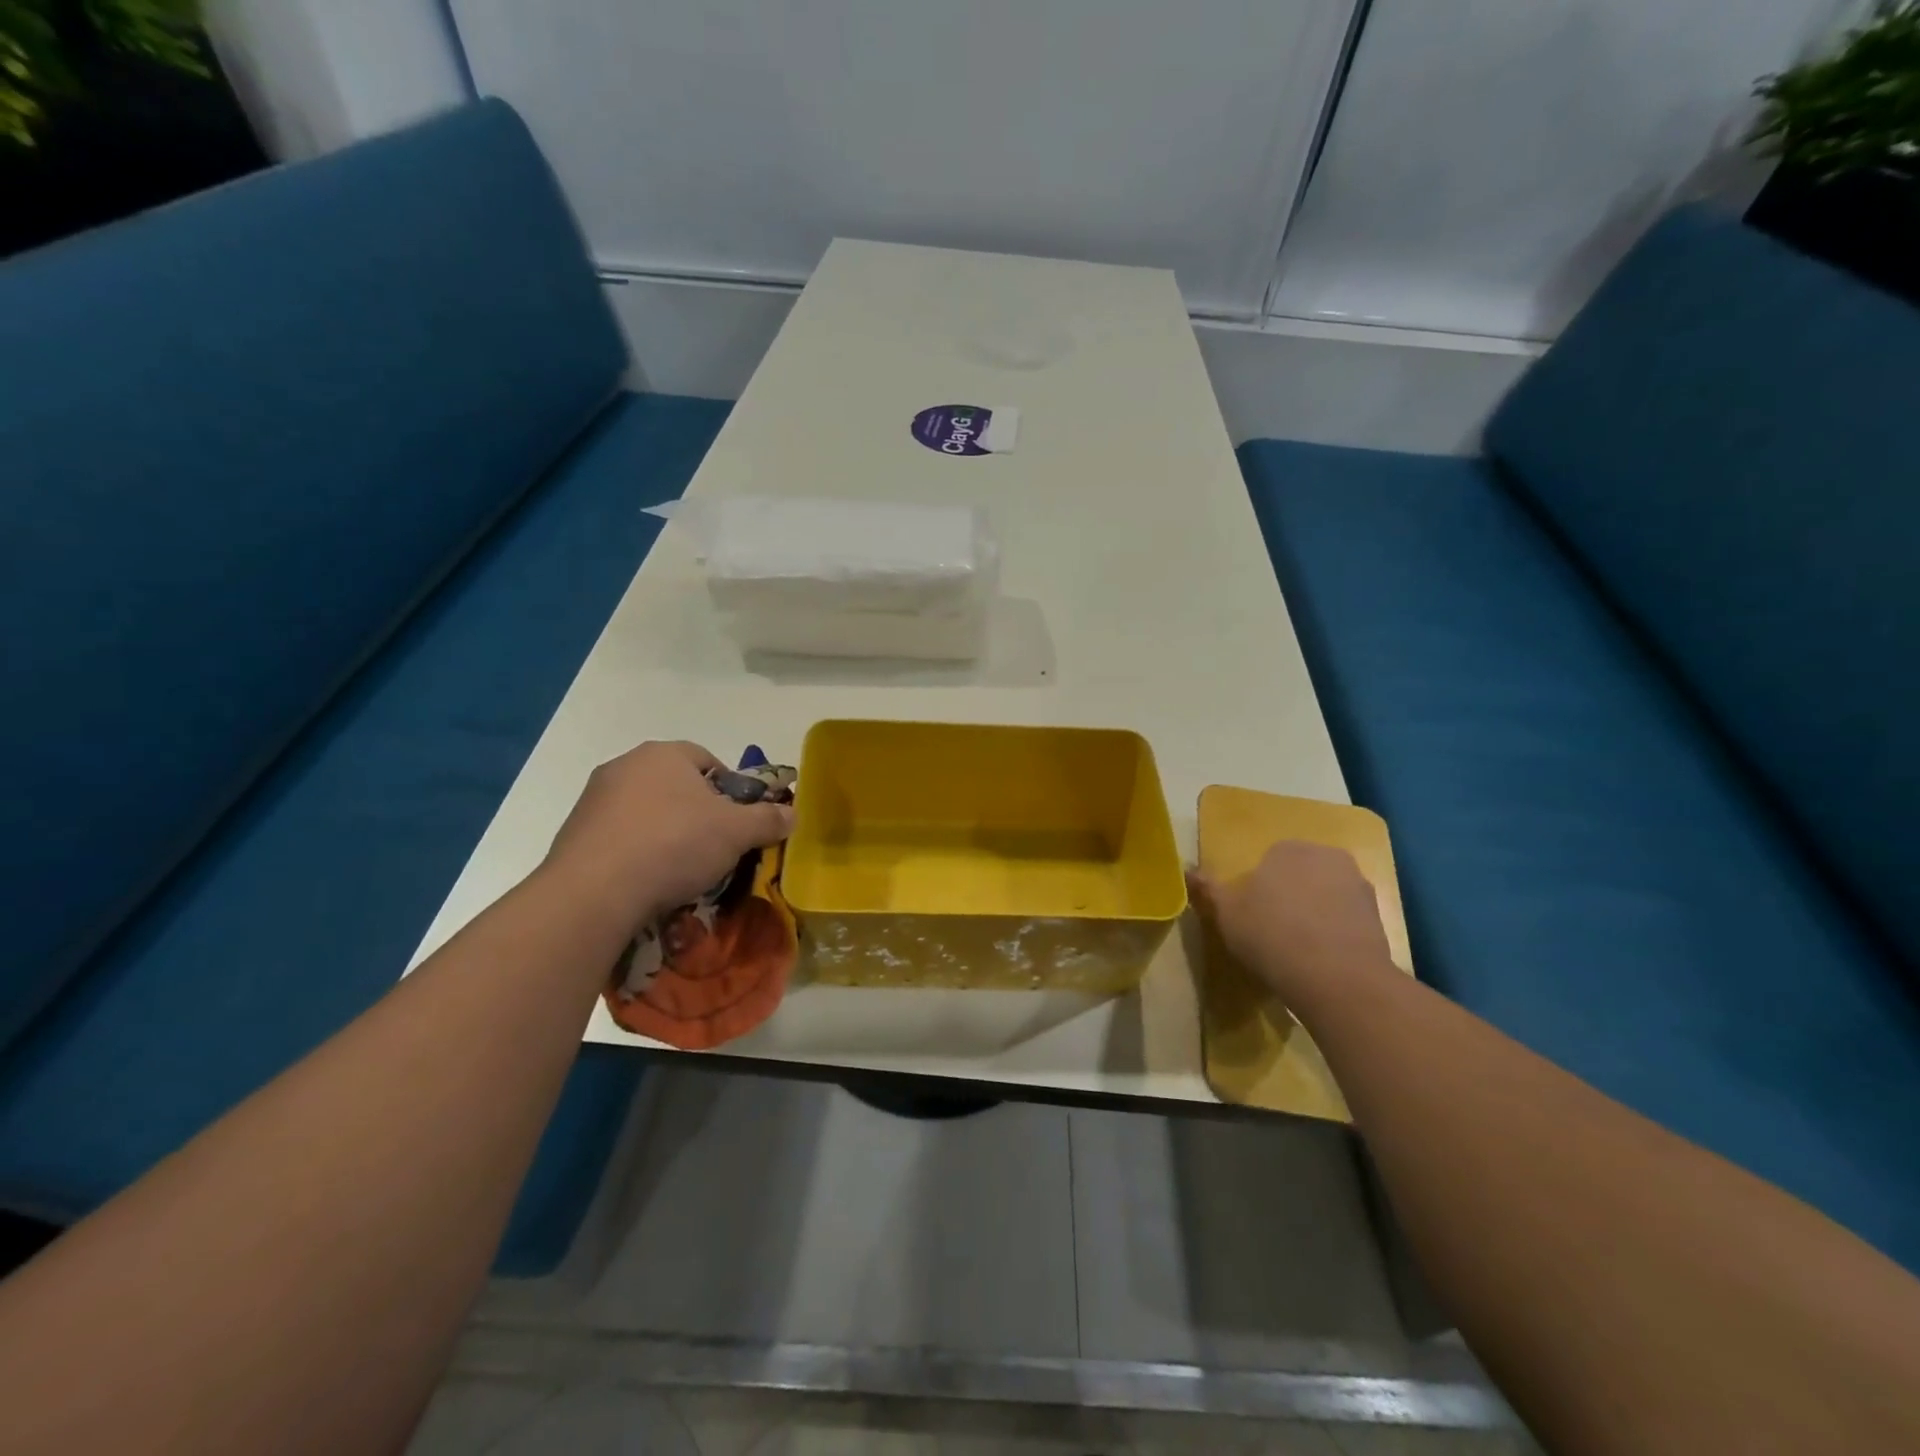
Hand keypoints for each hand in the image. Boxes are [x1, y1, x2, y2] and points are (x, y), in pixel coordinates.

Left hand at [543, 741, 794, 934]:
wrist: (594, 892)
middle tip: (714, 846)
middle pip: (676, 785)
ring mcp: (594, 799)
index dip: (730, 789)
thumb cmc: (674, 845)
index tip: (738, 821)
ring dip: (665, 833)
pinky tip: (647, 881)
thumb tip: (792, 813)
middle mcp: (625, 765)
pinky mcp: (573, 833)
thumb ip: (768, 819)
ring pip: (646, 811)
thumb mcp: (737, 833)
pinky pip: (619, 837)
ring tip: (680, 871)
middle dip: (697, 812)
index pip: (708, 759)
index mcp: (665, 754)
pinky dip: (637, 853)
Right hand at [1187, 841, 1393, 1009]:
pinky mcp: (1380, 917)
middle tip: (1272, 930)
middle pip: (1300, 873)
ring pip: (1325, 894)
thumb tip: (1188, 870)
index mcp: (1287, 848)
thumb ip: (1208, 889)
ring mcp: (1358, 885)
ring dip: (1315, 912)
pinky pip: (1346, 918)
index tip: (1251, 915)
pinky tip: (1322, 958)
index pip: (1268, 860)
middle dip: (1289, 894)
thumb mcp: (1226, 913)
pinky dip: (1335, 931)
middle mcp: (1326, 856)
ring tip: (1299, 948)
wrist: (1337, 978)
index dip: (1258, 888)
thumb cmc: (1271, 935)